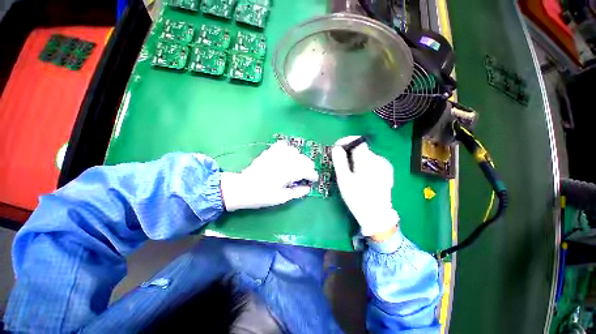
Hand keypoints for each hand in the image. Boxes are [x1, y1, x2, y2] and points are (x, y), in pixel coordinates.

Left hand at [220, 141, 318, 210]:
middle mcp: (286, 160)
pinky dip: (287, 149)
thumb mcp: (283, 198)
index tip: (313, 181)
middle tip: (305, 175)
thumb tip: (308, 188)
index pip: (308, 171)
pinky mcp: (270, 151)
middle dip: (308, 167)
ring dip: (299, 158)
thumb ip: (298, 192)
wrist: (243, 188)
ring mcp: (277, 154)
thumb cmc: (264, 195)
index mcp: (290, 172)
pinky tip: (286, 156)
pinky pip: (283, 145)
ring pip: (295, 151)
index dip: (313, 176)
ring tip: (296, 166)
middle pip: (304, 159)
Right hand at [331, 136, 398, 236]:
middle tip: (339, 163)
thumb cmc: (357, 197)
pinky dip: (363, 164)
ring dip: (355, 159)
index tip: (336, 148)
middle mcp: (378, 159)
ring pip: (366, 155)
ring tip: (349, 172)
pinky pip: (372, 162)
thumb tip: (336, 148)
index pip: (357, 141)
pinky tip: (360, 176)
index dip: (345, 141)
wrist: (376, 215)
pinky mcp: (386, 171)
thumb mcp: (344, 179)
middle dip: (348, 152)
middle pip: (361, 148)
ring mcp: (384, 165)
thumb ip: (340, 161)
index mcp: (367, 160)